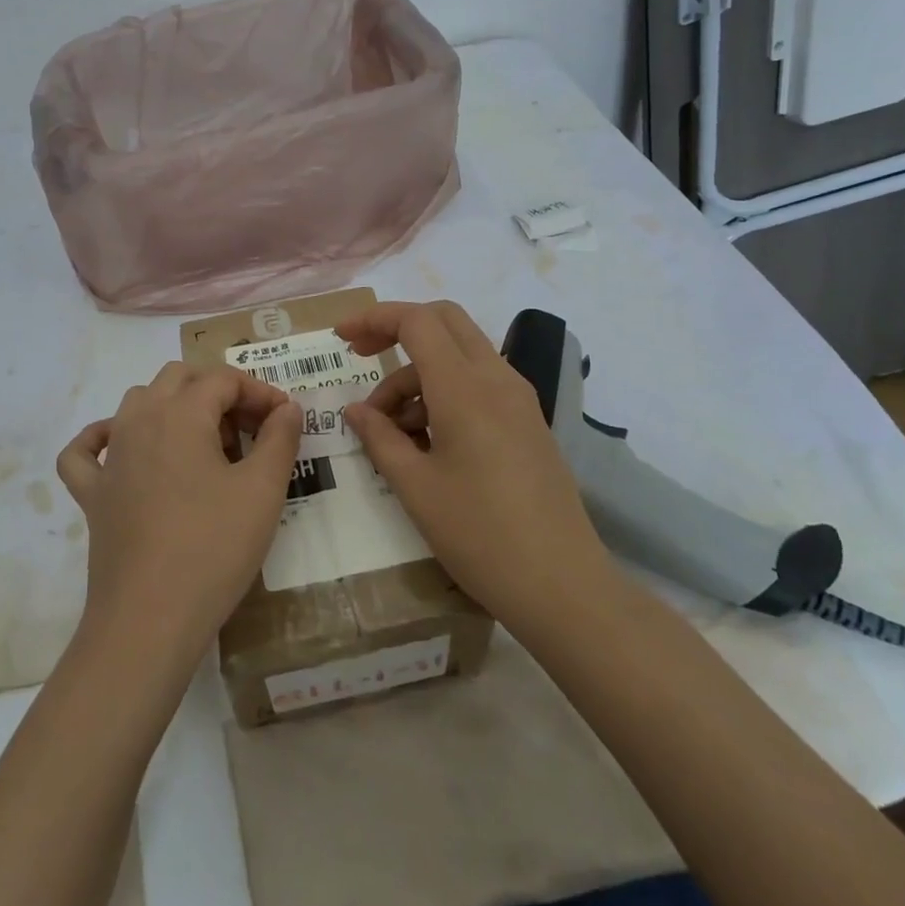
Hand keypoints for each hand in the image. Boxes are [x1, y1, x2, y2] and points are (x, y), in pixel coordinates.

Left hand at [56, 363, 300, 664]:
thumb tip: (287, 407)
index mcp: (180, 413)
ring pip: (137, 403)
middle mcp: (138, 421)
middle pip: (179, 379)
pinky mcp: (92, 494)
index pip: (223, 380)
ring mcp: (110, 457)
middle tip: (249, 431)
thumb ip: (280, 438)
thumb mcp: (263, 490)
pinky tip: (123, 450)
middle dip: (218, 392)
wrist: (150, 619)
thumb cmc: (214, 547)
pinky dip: (103, 438)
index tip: (284, 420)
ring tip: (206, 445)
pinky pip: (87, 451)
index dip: (260, 392)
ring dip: (174, 407)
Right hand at [337, 301, 612, 638]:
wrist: (563, 586)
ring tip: (388, 428)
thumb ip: (380, 438)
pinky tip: (424, 439)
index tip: (340, 338)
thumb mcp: (416, 488)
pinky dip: (443, 391)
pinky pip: (478, 383)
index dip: (374, 319)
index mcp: (465, 389)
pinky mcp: (527, 421)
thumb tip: (355, 410)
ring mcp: (518, 399)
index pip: (417, 321)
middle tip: (360, 357)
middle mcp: (497, 379)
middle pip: (444, 321)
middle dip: (397, 328)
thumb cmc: (480, 536)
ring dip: (418, 373)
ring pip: (460, 354)